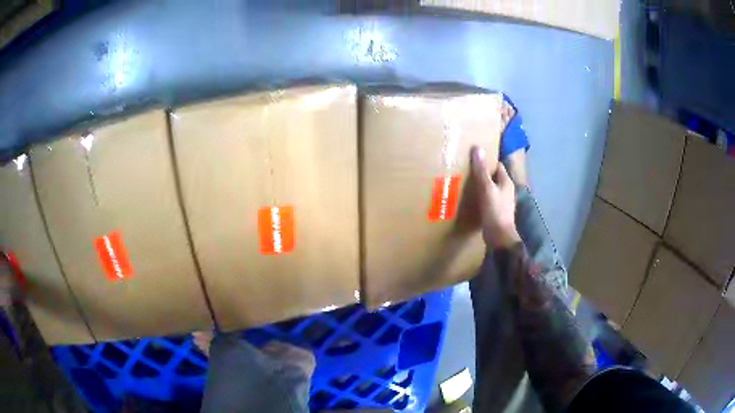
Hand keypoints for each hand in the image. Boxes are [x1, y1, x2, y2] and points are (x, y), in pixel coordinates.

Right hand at [470, 146, 520, 248]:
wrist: (499, 237)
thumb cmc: (495, 210)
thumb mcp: (486, 188)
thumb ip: (481, 170)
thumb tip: (477, 148)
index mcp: (506, 182)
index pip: (497, 166)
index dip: (487, 160)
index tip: (474, 156)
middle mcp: (506, 190)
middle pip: (494, 176)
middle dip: (482, 172)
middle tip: (467, 168)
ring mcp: (502, 202)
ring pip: (490, 188)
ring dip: (481, 185)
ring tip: (466, 181)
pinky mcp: (495, 211)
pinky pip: (487, 199)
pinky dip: (480, 196)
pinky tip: (470, 197)